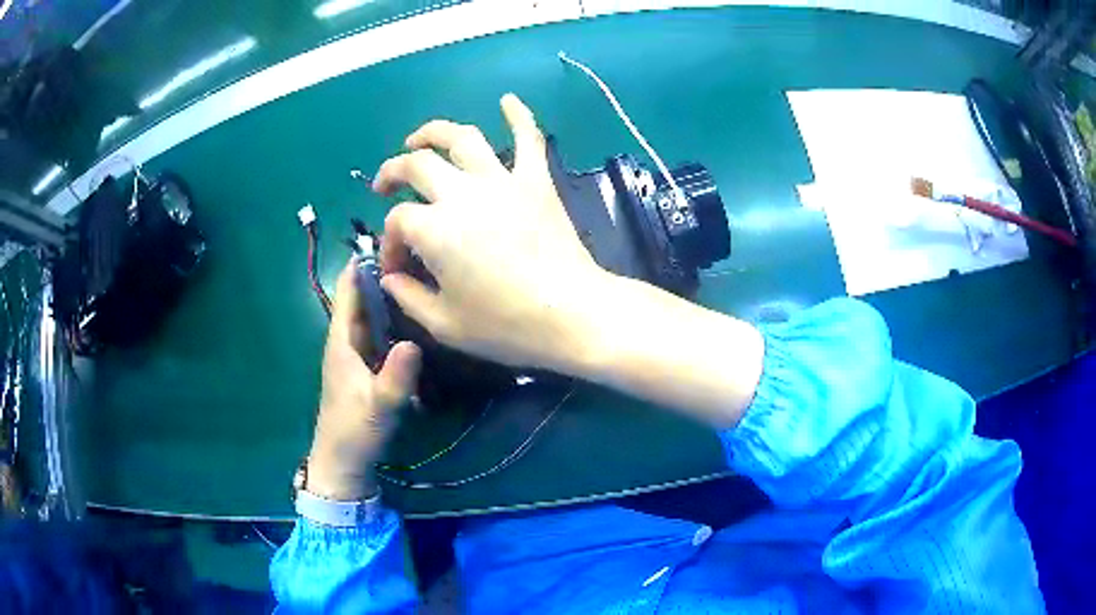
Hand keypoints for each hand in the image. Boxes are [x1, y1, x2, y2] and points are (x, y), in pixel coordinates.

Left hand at [308, 261, 421, 499]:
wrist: (343, 460)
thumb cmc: (354, 430)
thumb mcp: (379, 406)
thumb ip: (396, 378)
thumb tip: (414, 341)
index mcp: (342, 339)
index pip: (348, 287)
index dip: (364, 260)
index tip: (395, 238)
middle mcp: (347, 338)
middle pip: (363, 295)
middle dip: (384, 272)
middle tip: (423, 254)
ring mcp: (357, 352)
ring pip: (372, 313)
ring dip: (391, 294)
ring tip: (425, 276)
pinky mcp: (366, 365)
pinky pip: (380, 331)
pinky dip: (394, 318)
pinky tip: (418, 317)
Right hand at [373, 94, 609, 372]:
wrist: (572, 313)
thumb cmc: (506, 325)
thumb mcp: (444, 324)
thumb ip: (408, 297)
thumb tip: (392, 277)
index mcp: (434, 228)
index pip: (398, 223)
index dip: (389, 244)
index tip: (397, 268)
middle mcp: (461, 193)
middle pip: (417, 165)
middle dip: (393, 172)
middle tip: (385, 185)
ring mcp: (502, 181)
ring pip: (462, 138)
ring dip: (434, 132)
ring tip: (418, 139)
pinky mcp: (536, 181)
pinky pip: (529, 139)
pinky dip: (519, 115)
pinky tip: (508, 100)